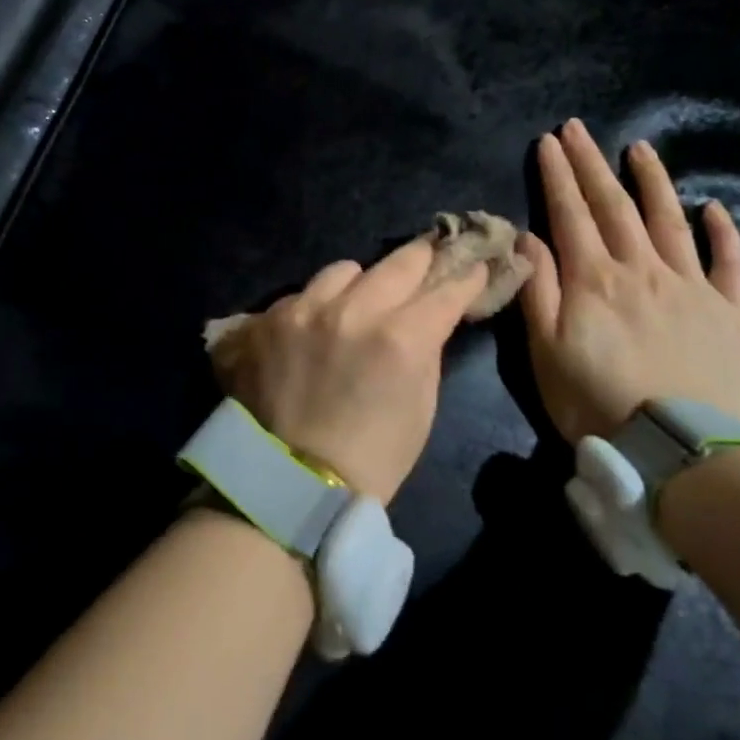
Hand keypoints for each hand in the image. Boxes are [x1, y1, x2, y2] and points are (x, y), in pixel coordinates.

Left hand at [213, 239, 489, 503]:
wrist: (294, 482)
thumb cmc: (374, 454)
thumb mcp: (422, 404)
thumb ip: (427, 346)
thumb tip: (432, 313)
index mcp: (400, 337)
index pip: (445, 289)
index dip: (465, 278)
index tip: (474, 268)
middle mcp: (351, 310)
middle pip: (398, 262)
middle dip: (421, 259)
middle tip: (430, 256)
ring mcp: (302, 310)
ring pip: (344, 270)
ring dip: (360, 282)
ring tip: (360, 300)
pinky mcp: (266, 319)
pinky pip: (302, 294)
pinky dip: (316, 306)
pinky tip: (316, 328)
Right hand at [521, 119, 739, 443]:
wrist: (679, 451)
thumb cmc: (595, 401)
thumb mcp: (544, 350)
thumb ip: (537, 289)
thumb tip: (529, 236)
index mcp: (593, 279)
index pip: (570, 213)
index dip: (558, 175)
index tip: (548, 141)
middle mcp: (642, 270)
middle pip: (614, 206)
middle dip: (592, 163)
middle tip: (579, 128)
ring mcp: (690, 287)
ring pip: (669, 221)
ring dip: (653, 181)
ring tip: (640, 148)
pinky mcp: (726, 313)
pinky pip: (727, 264)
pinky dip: (722, 234)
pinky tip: (714, 209)